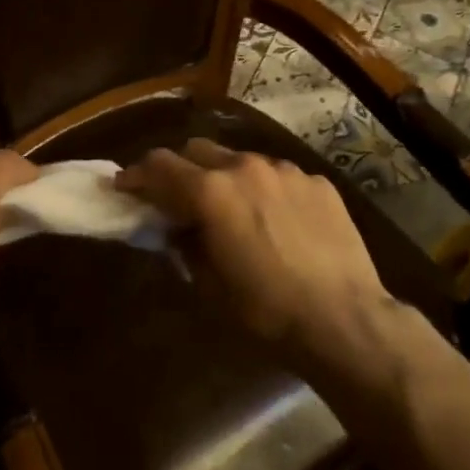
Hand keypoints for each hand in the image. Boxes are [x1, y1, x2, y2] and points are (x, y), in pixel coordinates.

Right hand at [115, 139, 393, 365]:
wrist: (344, 319)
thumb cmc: (267, 311)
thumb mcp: (210, 286)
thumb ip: (186, 245)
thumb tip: (177, 227)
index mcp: (211, 192)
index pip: (160, 166)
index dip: (136, 174)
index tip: (125, 186)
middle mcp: (245, 167)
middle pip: (198, 150)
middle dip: (181, 170)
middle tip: (178, 198)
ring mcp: (285, 170)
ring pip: (241, 160)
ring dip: (226, 178)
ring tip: (235, 211)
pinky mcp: (317, 182)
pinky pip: (279, 176)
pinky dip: (266, 191)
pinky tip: (278, 222)